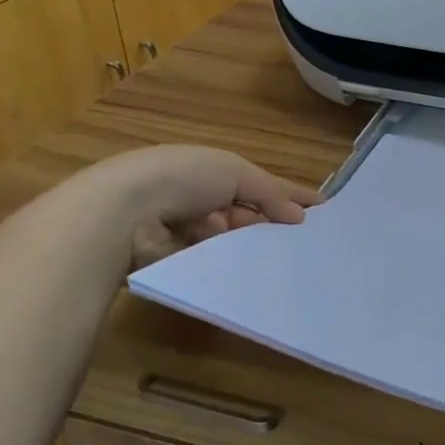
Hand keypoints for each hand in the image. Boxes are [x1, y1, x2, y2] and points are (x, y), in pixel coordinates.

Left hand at [74, 145, 324, 267]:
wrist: (125, 213)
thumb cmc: (184, 178)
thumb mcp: (236, 172)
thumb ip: (271, 192)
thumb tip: (302, 214)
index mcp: (206, 170)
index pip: (255, 183)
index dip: (286, 195)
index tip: (319, 210)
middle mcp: (194, 199)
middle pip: (244, 213)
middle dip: (272, 223)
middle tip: (307, 239)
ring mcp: (182, 233)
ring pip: (231, 242)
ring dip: (253, 246)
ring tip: (289, 258)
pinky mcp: (174, 264)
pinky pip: (212, 265)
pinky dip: (232, 267)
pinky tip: (258, 274)